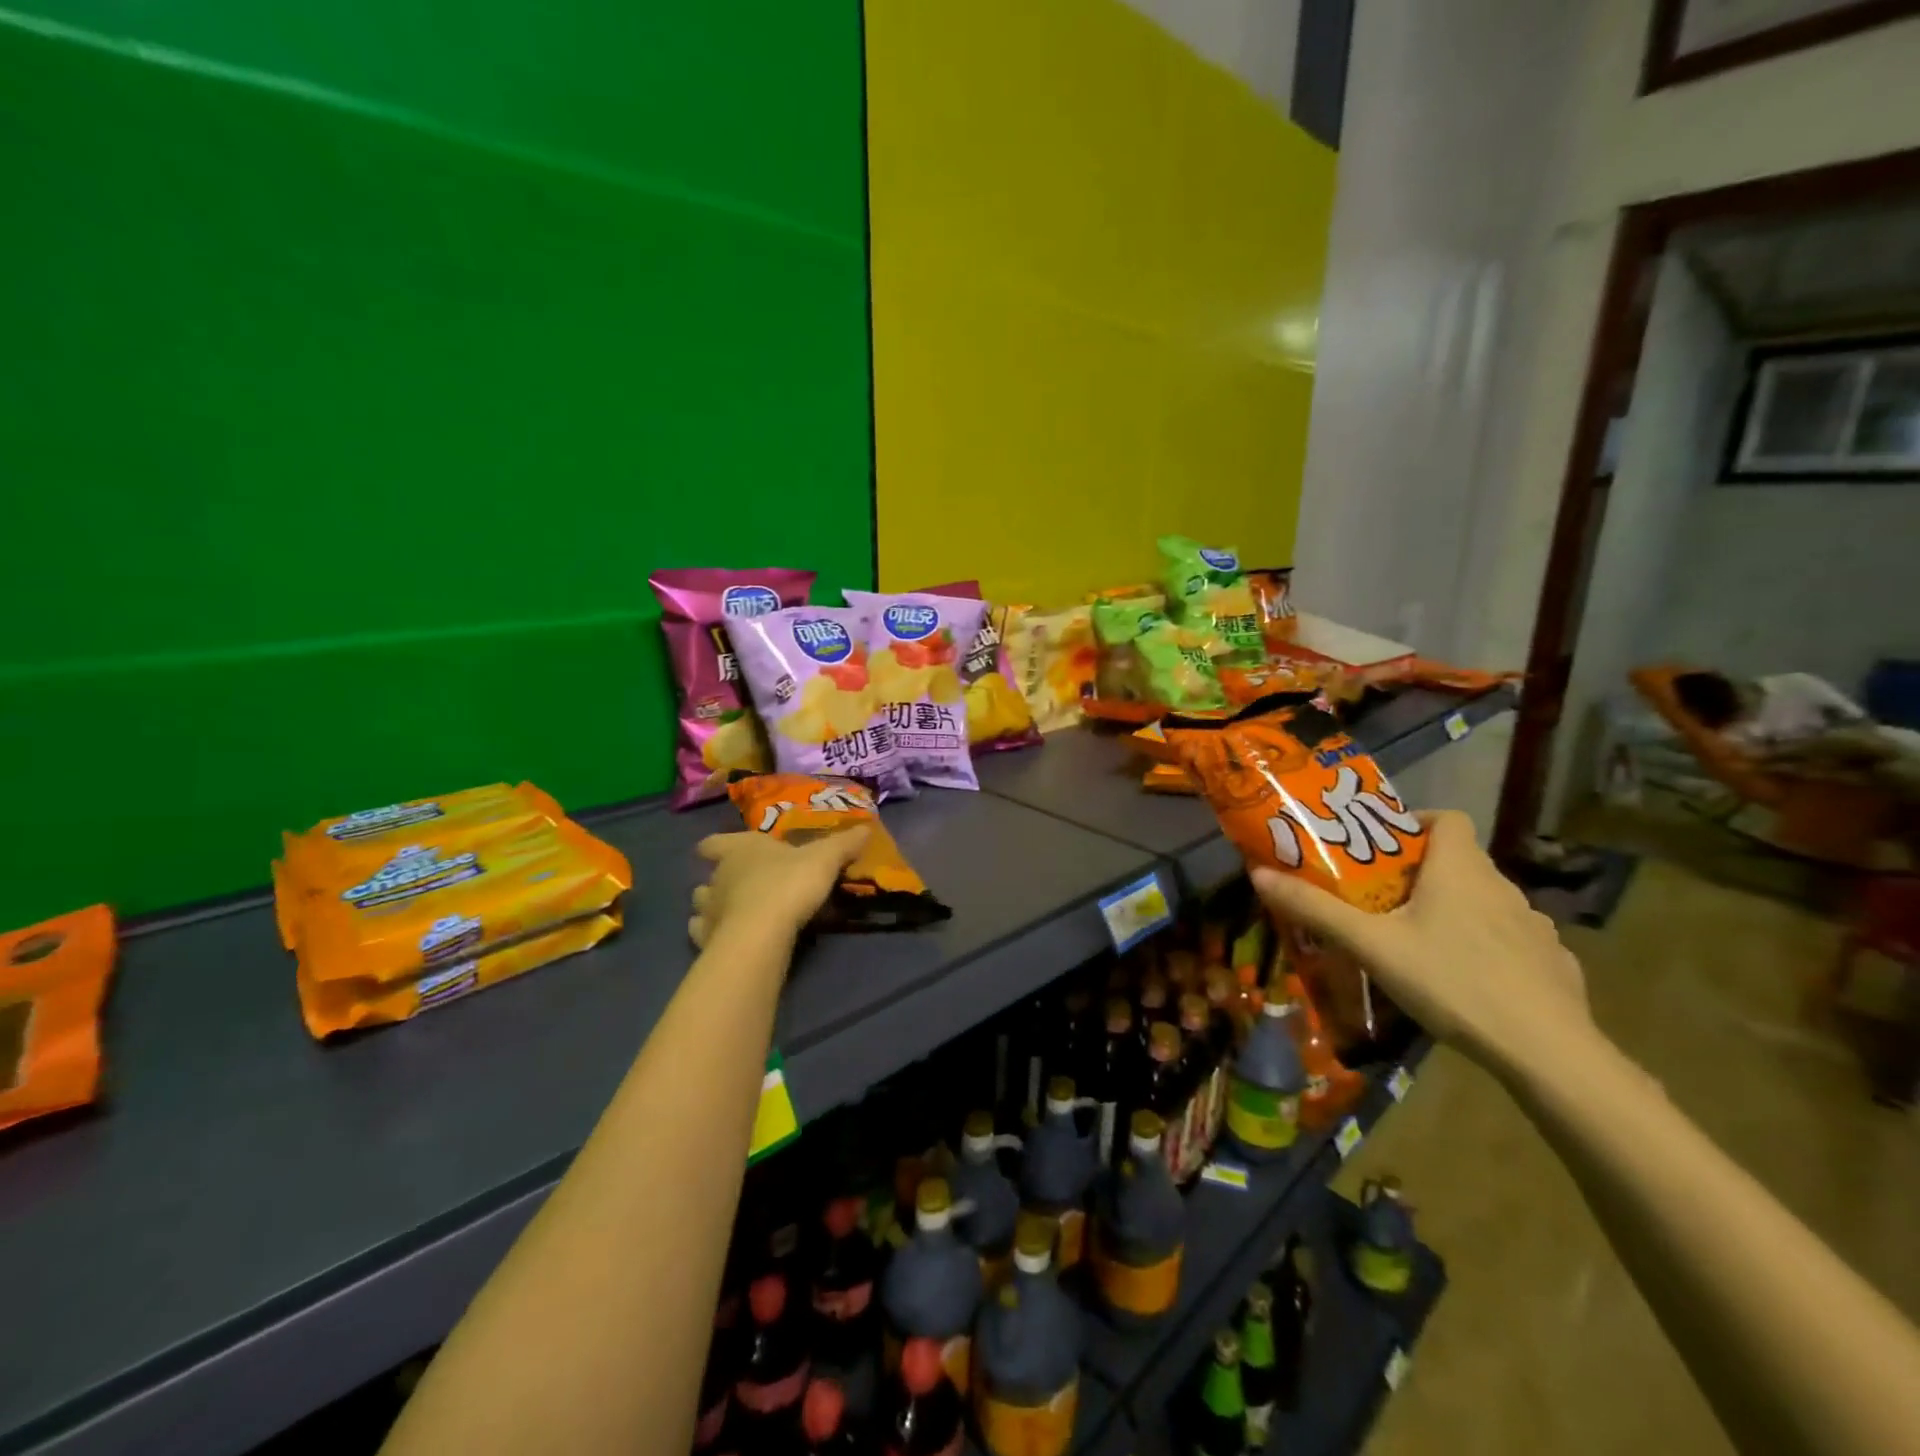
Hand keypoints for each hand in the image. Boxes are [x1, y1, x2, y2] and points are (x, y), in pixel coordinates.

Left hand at [689, 828, 870, 950]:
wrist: (760, 934)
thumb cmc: (788, 885)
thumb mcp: (825, 859)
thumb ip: (843, 845)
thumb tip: (865, 828)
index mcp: (741, 849)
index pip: (716, 842)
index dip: (717, 845)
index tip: (719, 849)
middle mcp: (718, 876)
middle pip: (711, 875)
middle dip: (723, 879)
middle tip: (746, 885)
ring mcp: (708, 910)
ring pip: (702, 904)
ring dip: (715, 906)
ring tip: (736, 913)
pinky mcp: (705, 940)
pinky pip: (702, 934)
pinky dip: (712, 935)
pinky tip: (729, 939)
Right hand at [1251, 810, 1594, 1078]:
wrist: (1546, 1052)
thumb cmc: (1451, 980)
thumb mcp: (1370, 945)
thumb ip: (1316, 909)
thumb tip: (1258, 873)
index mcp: (1460, 869)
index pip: (1448, 819)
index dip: (1417, 822)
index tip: (1383, 845)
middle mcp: (1502, 886)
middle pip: (1460, 861)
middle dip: (1421, 873)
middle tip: (1381, 898)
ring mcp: (1534, 926)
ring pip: (1485, 901)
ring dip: (1454, 909)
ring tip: (1419, 941)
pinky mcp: (1553, 963)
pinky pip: (1511, 939)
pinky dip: (1486, 945)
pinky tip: (1467, 978)